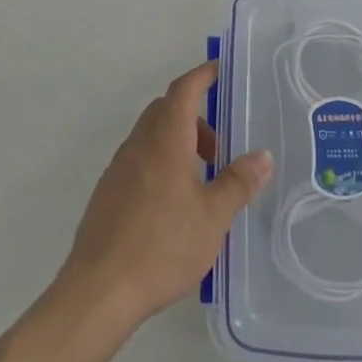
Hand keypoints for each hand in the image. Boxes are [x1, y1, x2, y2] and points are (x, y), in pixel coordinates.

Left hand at [60, 62, 272, 330]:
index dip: (202, 75)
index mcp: (165, 139)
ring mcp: (118, 168)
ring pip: (151, 137)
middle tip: (220, 147)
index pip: (183, 90)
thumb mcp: (213, 216)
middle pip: (166, 111)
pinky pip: (139, 161)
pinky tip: (173, 205)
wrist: (99, 290)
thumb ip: (238, 182)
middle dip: (195, 117)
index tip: (219, 70)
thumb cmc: (162, 245)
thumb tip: (262, 155)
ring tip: (202, 181)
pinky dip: (161, 164)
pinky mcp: (107, 193)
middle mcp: (138, 144)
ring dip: (178, 143)